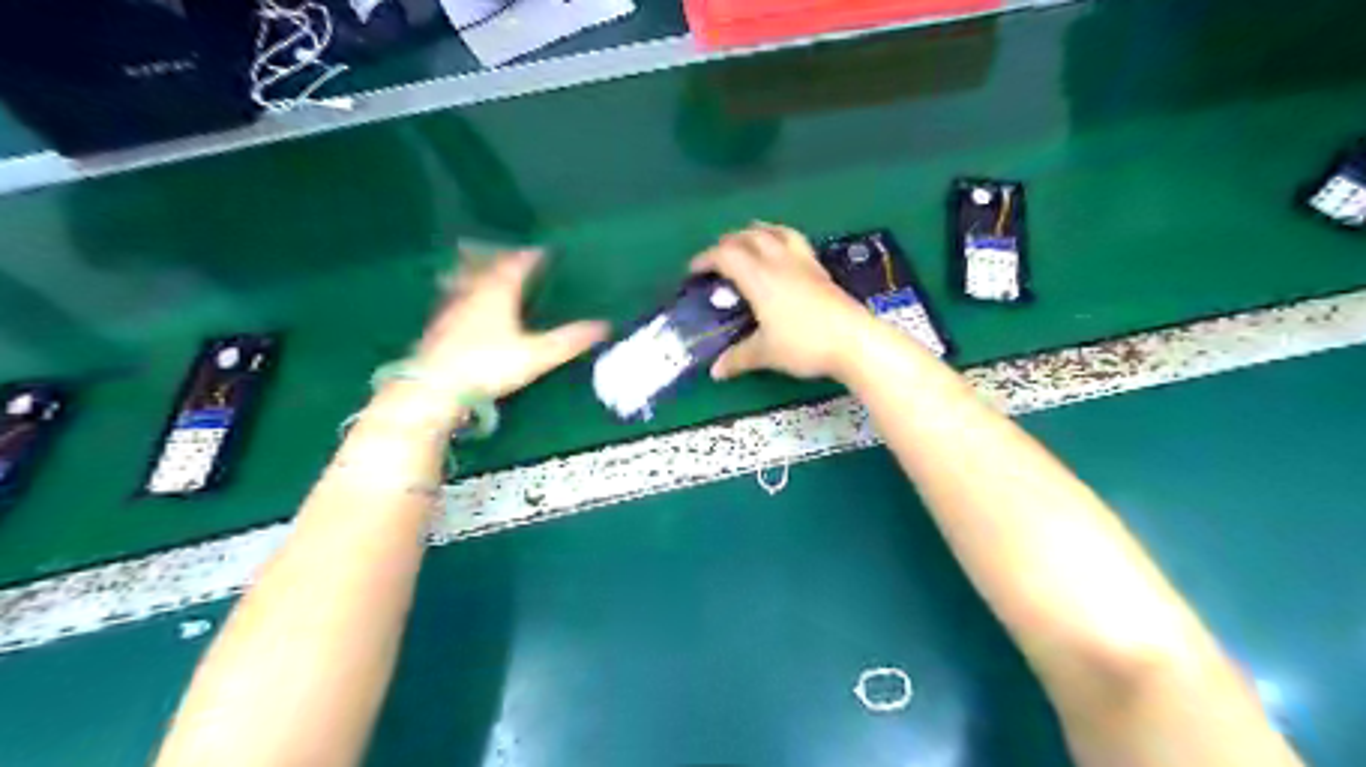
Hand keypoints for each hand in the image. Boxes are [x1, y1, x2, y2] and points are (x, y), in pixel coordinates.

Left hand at [406, 249, 608, 402]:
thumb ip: (569, 340)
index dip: (529, 257)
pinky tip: (459, 304)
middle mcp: (473, 294)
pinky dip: (461, 293)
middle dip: (503, 260)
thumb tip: (604, 326)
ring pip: (465, 281)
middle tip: (513, 255)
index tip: (542, 250)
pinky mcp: (437, 327)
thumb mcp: (537, 355)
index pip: (516, 266)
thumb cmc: (489, 365)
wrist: (434, 386)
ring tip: (483, 268)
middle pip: (488, 268)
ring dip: (478, 272)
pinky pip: (452, 299)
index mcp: (498, 293)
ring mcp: (451, 309)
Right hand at [696, 222, 873, 380]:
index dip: (705, 259)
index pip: (726, 255)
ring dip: (756, 232)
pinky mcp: (820, 270)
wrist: (854, 340)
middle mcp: (779, 262)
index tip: (693, 271)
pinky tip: (782, 255)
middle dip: (728, 242)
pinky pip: (794, 241)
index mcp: (759, 278)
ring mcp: (803, 262)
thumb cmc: (804, 344)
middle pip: (749, 236)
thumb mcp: (765, 354)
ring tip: (748, 242)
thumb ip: (738, 359)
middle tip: (717, 258)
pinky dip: (779, 239)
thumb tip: (716, 371)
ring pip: (775, 232)